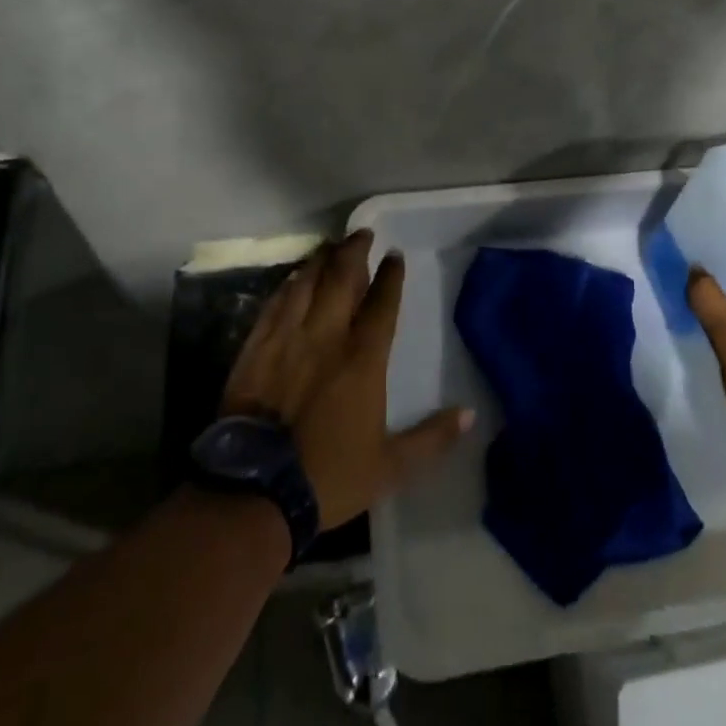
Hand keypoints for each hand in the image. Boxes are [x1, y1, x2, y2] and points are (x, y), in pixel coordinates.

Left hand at [219, 230, 472, 529]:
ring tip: (330, 246)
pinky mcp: (255, 349)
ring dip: (321, 260)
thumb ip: (431, 438)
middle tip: (361, 233)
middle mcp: (325, 337)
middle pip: (341, 279)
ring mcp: (286, 339)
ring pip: (306, 284)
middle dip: (354, 251)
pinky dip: (288, 285)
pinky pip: (274, 304)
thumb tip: (470, 415)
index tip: (395, 255)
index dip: (391, 276)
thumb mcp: (390, 466)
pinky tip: (293, 278)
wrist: (255, 492)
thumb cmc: (328, 476)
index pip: (381, 304)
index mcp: (362, 359)